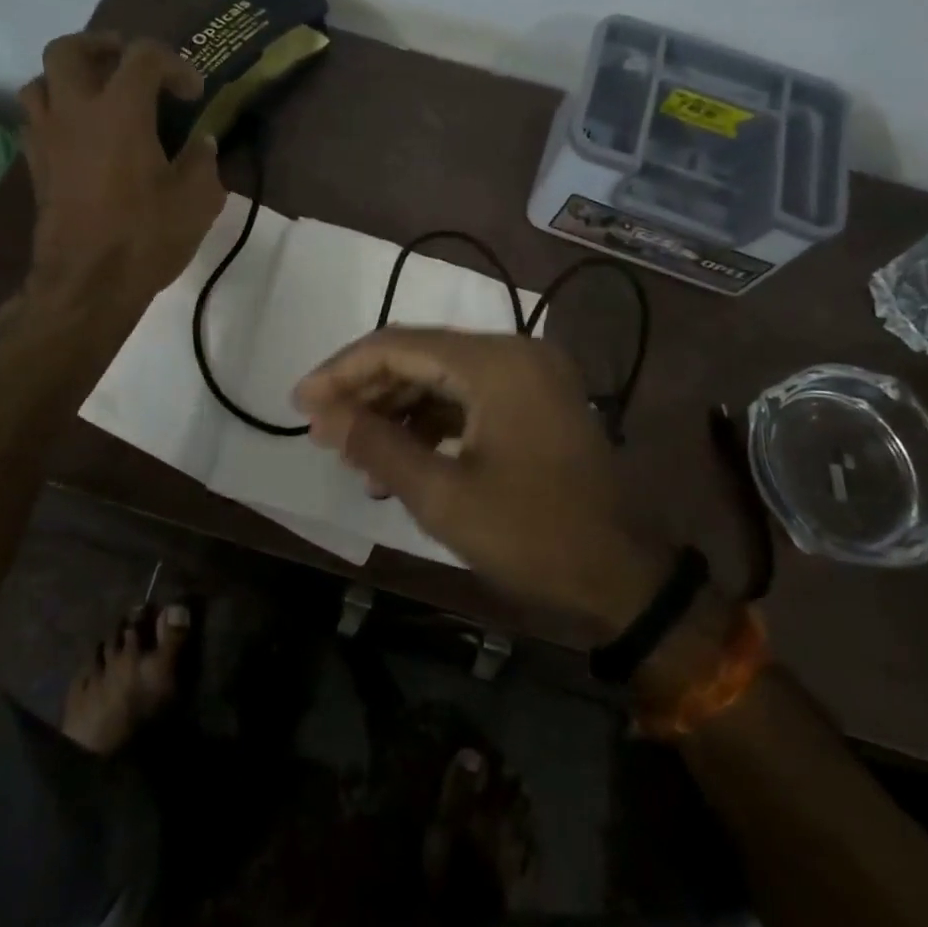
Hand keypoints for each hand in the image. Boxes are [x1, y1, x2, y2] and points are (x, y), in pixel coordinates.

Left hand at [16, 32, 224, 307]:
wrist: (87, 284)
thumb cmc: (145, 236)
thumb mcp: (197, 200)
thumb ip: (203, 161)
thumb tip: (202, 143)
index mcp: (120, 110)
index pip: (143, 56)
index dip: (174, 64)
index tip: (193, 93)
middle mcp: (75, 112)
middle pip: (69, 49)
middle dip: (100, 46)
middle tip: (126, 63)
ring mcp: (47, 138)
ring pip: (40, 81)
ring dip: (69, 78)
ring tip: (97, 96)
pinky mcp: (35, 166)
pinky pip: (36, 121)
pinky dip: (57, 115)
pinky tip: (81, 137)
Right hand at [292, 329, 675, 645]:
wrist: (627, 581)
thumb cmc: (533, 535)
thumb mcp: (442, 495)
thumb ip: (376, 445)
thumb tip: (321, 414)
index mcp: (496, 362)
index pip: (397, 346)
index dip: (341, 371)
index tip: (299, 403)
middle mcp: (515, 352)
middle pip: (419, 355)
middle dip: (366, 391)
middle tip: (323, 430)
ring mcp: (531, 376)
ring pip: (442, 377)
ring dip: (396, 409)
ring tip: (356, 454)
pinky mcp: (537, 402)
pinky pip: (469, 397)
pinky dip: (431, 422)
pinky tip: (401, 460)